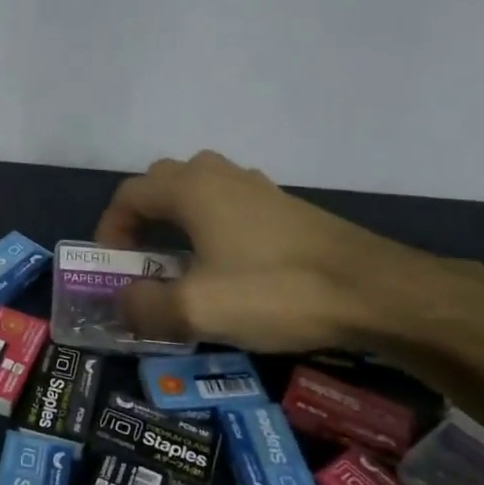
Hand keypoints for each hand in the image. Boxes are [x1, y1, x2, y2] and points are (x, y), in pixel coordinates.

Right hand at [95, 150, 474, 352]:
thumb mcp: (198, 309)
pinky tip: (229, 264)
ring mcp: (256, 186)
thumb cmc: (276, 290)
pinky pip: (230, 204)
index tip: (112, 267)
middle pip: (161, 184)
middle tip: (143, 261)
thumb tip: (122, 303)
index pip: (129, 195)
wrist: (373, 290)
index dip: (110, 229)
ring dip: (178, 220)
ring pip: (198, 190)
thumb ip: (145, 307)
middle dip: (142, 220)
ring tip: (181, 263)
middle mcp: (219, 175)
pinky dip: (212, 225)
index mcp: (191, 188)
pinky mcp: (284, 206)